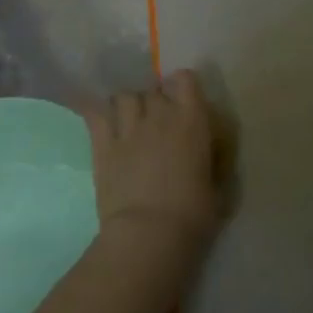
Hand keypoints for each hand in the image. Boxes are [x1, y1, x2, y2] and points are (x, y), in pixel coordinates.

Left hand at [84, 71, 222, 267]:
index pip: (186, 79)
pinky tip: (99, 120)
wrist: (150, 233)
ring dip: (128, 105)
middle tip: (156, 119)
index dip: (183, 85)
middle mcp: (161, 115)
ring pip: (124, 96)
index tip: (184, 99)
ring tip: (129, 120)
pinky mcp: (103, 145)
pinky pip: (95, 114)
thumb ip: (212, 160)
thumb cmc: (193, 212)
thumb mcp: (217, 184)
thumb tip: (208, 154)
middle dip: (155, 100)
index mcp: (193, 120)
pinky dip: (97, 112)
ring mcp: (129, 129)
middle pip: (153, 89)